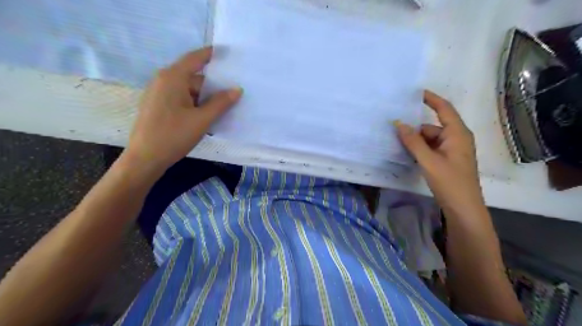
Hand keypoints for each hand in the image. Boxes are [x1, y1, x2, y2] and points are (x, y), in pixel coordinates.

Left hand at [121, 46, 242, 175]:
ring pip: (188, 90)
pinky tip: (205, 117)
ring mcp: (158, 93)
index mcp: (172, 78)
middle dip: (212, 86)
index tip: (227, 53)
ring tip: (222, 110)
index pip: (195, 59)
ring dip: (204, 99)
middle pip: (193, 77)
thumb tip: (237, 89)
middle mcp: (163, 80)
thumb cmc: (174, 136)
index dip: (211, 54)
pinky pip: (181, 98)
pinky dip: (194, 104)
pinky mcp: (158, 105)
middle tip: (232, 94)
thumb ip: (221, 102)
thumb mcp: (202, 119)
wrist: (145, 158)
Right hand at [393, 89, 484, 215]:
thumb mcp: (428, 160)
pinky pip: (431, 149)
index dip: (430, 98)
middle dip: (415, 129)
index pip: (444, 108)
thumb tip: (398, 123)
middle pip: (432, 126)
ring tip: (397, 145)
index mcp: (457, 133)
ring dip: (416, 142)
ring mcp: (452, 150)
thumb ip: (413, 141)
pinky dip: (420, 150)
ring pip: (430, 139)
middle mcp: (456, 138)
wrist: (463, 208)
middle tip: (394, 130)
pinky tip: (408, 155)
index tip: (414, 92)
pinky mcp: (447, 160)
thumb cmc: (450, 182)